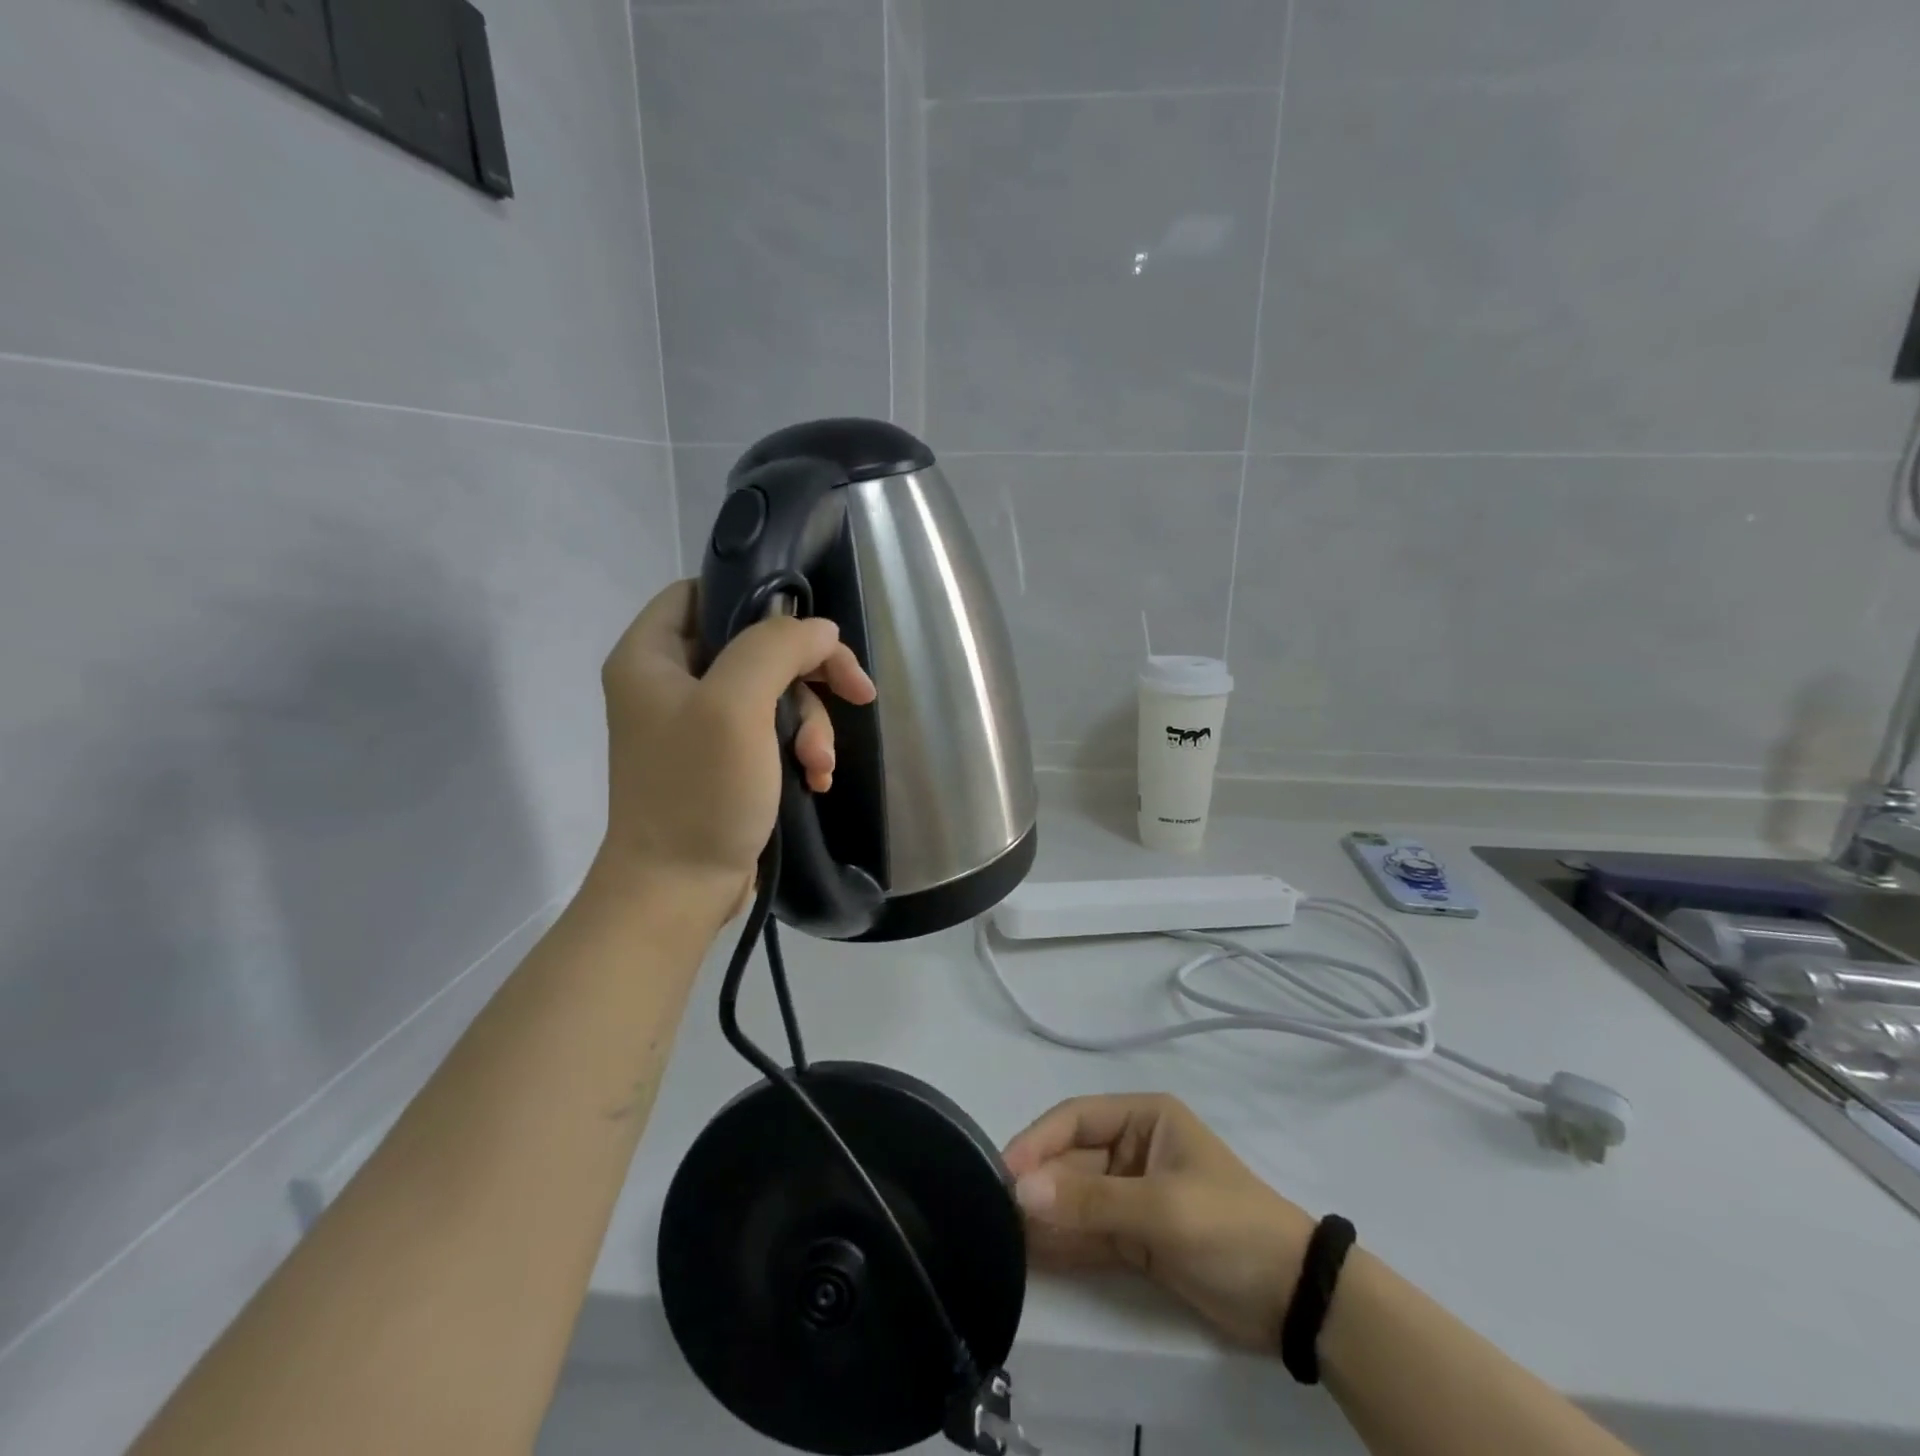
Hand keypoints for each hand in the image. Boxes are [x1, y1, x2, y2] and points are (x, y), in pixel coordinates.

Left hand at [595, 580, 875, 910]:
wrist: (679, 891)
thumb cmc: (699, 792)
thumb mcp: (736, 706)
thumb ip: (777, 648)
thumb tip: (821, 631)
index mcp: (650, 656)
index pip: (703, 592)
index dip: (757, 598)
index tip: (806, 629)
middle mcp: (670, 683)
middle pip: (755, 645)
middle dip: (808, 676)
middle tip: (856, 693)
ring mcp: (698, 725)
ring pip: (774, 692)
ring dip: (811, 724)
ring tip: (820, 766)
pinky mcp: (723, 761)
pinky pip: (773, 732)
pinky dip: (801, 750)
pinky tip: (815, 779)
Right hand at [1004, 1094, 1315, 1348]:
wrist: (1294, 1300)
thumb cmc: (1229, 1228)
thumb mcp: (1161, 1209)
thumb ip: (1090, 1202)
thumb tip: (1022, 1190)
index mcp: (1143, 1117)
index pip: (1076, 1118)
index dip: (1037, 1141)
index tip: (1001, 1171)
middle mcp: (1132, 1148)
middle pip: (1071, 1159)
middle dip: (1037, 1183)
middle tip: (995, 1211)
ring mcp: (1133, 1194)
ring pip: (1075, 1198)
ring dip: (1044, 1214)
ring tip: (1001, 1234)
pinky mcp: (1135, 1237)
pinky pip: (1088, 1232)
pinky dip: (1063, 1242)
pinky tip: (1030, 1254)